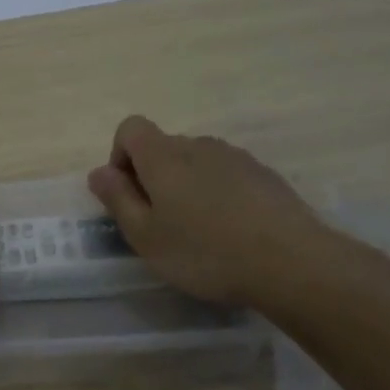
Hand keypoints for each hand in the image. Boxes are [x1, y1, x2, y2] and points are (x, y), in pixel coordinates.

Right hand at [87, 115, 349, 308]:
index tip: (128, 195)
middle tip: (161, 225)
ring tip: (199, 232)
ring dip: (187, 187)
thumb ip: (118, 200)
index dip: (120, 157)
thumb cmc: (204, 252)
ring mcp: (236, 157)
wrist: (291, 261)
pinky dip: (218, 194)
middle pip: (164, 147)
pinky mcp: (264, 174)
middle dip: (153, 177)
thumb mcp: (146, 236)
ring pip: (197, 162)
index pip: (130, 128)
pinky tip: (231, 232)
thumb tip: (99, 172)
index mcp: (163, 156)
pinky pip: (226, 175)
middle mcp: (198, 145)